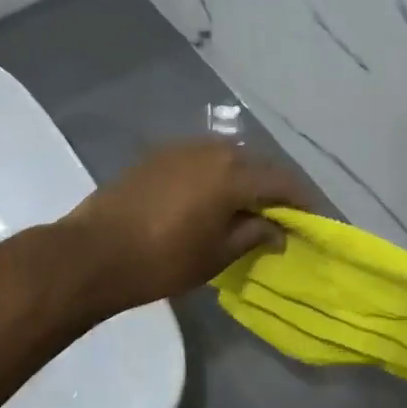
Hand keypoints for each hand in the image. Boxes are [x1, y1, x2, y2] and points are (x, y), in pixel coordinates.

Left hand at [56, 140, 312, 322]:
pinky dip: (215, 173)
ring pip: (226, 156)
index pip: (281, 180)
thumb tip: (279, 230)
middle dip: (271, 186)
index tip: (311, 218)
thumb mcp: (217, 254)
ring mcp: (181, 148)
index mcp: (233, 174)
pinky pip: (200, 158)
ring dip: (242, 176)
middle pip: (255, 163)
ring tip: (246, 205)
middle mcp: (211, 150)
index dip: (301, 199)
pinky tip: (210, 195)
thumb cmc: (163, 259)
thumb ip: (254, 235)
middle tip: (280, 213)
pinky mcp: (157, 154)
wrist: (95, 251)